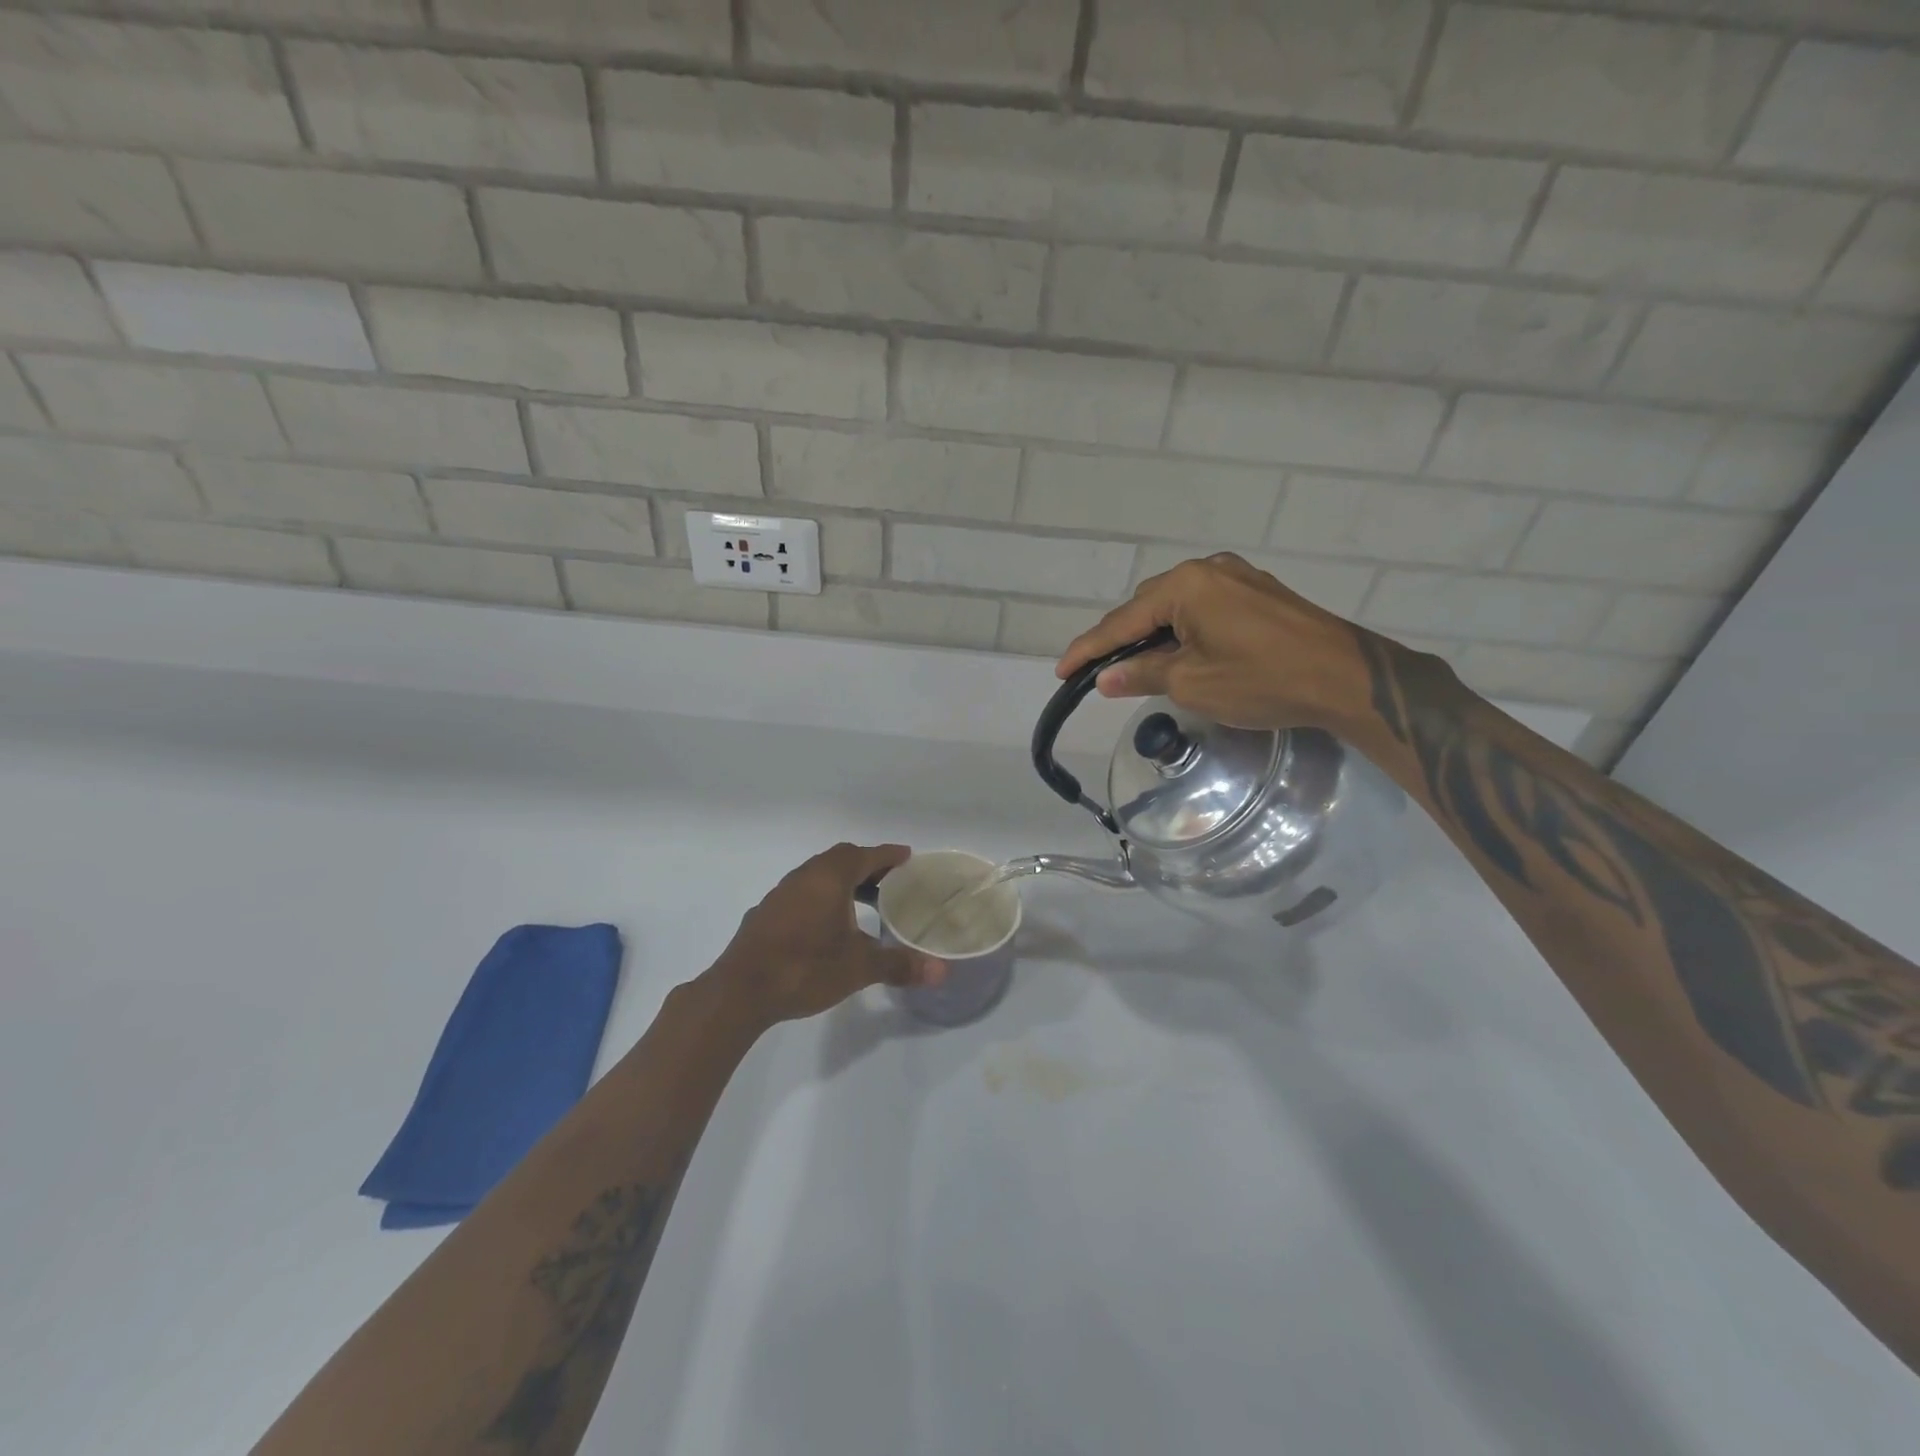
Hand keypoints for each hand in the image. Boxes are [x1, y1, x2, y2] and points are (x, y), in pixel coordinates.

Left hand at [707, 843, 945, 1029]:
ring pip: (819, 876)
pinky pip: (802, 893)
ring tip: (864, 904)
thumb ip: (899, 964)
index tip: (908, 857)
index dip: (888, 855)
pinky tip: (827, 926)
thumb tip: (940, 972)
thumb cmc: (805, 968)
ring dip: (843, 883)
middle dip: (868, 867)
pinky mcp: (766, 914)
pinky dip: (822, 898)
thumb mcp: (858, 968)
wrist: (740, 991)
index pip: (865, 855)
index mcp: (829, 878)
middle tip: (891, 882)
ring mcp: (781, 894)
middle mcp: (804, 877)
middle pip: (841, 860)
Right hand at [1057, 553, 1403, 733]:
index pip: (1122, 621)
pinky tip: (1181, 653)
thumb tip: (1104, 677)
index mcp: (1186, 585)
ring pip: (1176, 606)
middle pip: (1147, 606)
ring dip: (1153, 635)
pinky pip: (1203, 607)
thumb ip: (1141, 674)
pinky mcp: (1257, 592)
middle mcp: (1207, 569)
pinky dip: (1182, 630)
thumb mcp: (1192, 683)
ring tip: (1139, 668)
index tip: (1061, 671)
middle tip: (1102, 674)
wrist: (1346, 678)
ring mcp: (1236, 577)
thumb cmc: (1262, 679)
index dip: (1089, 649)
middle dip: (1122, 640)